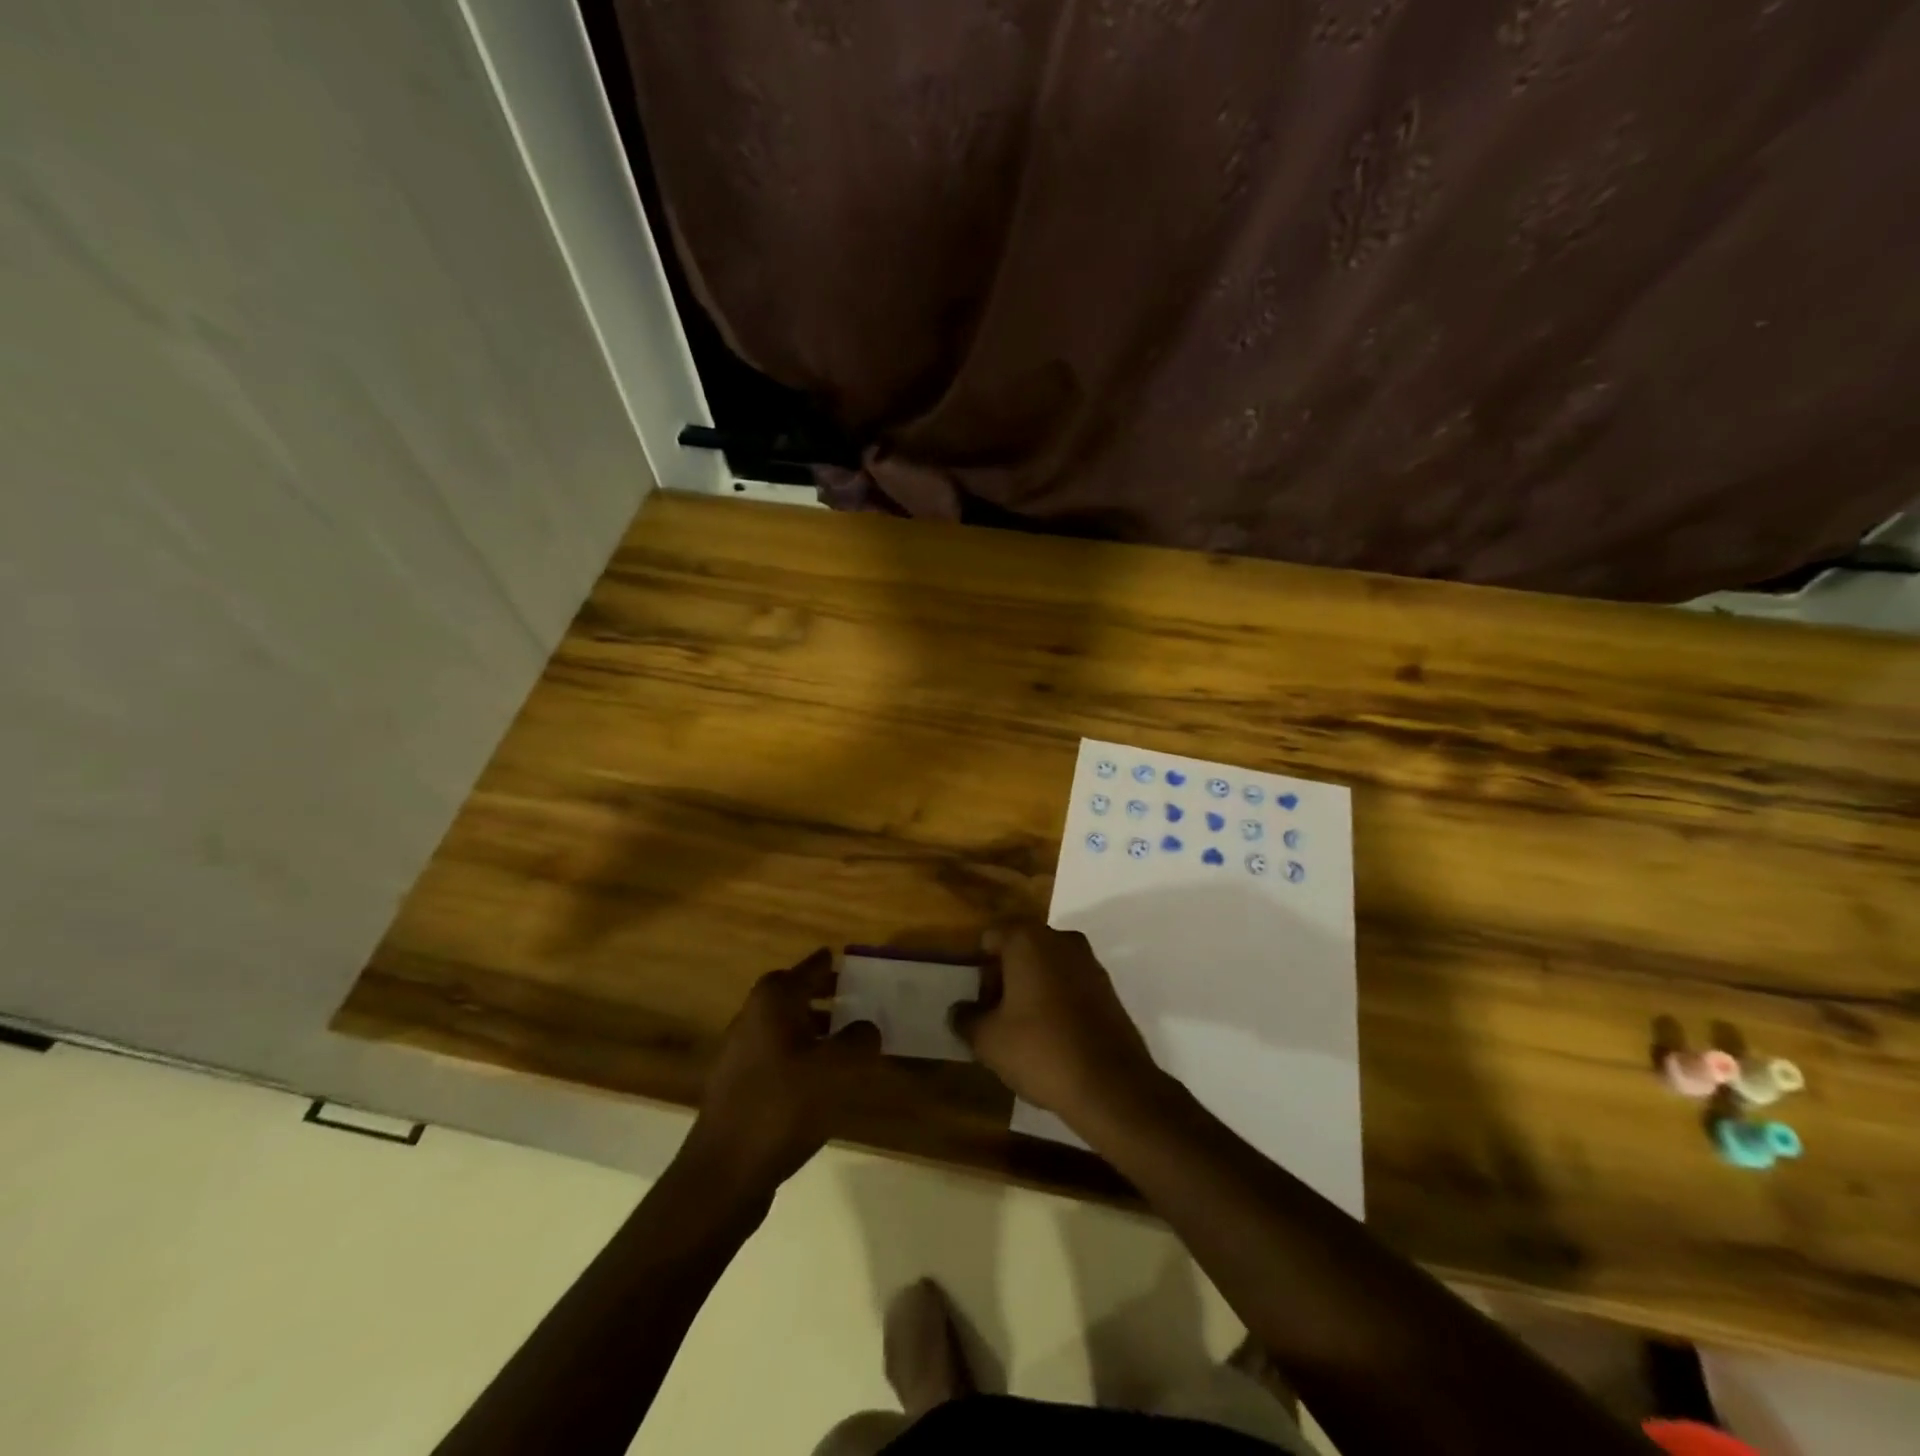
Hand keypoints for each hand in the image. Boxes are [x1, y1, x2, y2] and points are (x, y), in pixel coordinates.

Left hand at [681, 950, 880, 1196]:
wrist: (725, 1171)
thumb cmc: (784, 1106)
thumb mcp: (838, 1069)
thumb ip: (860, 1039)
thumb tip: (866, 1028)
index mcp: (774, 1000)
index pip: (810, 967)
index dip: (832, 964)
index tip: (854, 962)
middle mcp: (752, 1016)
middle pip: (794, 994)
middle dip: (825, 994)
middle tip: (857, 998)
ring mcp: (740, 1051)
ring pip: (785, 1026)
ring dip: (814, 1028)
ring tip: (847, 1041)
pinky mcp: (738, 1084)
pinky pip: (778, 1055)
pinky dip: (801, 1055)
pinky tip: (821, 1080)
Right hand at [952, 923, 1161, 1125]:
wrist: (1111, 1085)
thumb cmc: (1040, 1050)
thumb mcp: (988, 1040)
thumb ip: (966, 1018)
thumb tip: (959, 1011)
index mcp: (1028, 940)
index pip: (990, 939)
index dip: (978, 968)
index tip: (976, 1002)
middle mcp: (1060, 939)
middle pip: (1019, 949)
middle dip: (1004, 978)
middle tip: (994, 1017)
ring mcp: (1089, 961)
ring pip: (1046, 966)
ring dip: (1030, 988)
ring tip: (1021, 1031)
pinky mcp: (1108, 987)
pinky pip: (1069, 983)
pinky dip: (1056, 1000)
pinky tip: (1051, 1036)